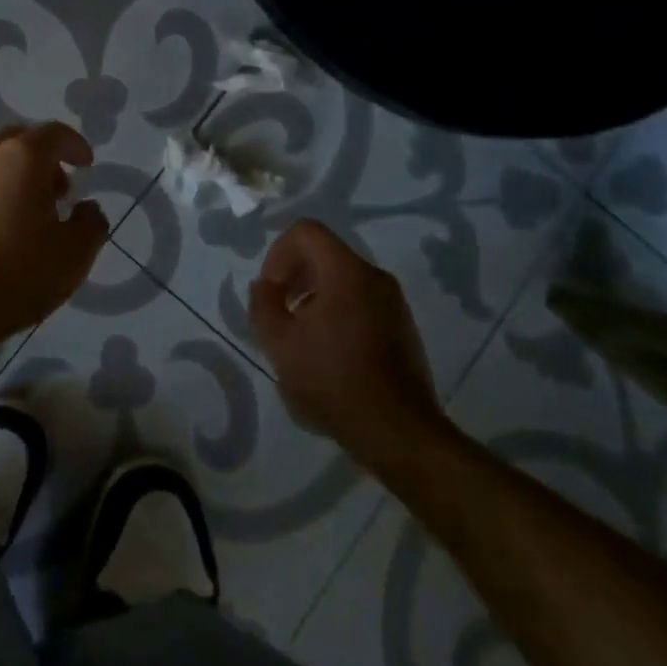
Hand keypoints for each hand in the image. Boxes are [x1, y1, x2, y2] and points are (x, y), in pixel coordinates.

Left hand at [0, 121, 109, 348]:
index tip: (86, 166)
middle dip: (42, 159)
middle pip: (17, 141)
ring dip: (12, 180)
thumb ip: (91, 223)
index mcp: (21, 158)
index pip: (54, 133)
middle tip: (57, 192)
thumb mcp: (74, 255)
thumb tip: (86, 208)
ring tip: (24, 220)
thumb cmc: (17, 274)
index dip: (74, 145)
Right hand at [248, 219, 457, 480]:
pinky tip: (327, 351)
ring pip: (343, 278)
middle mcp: (375, 277)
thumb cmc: (333, 381)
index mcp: (346, 272)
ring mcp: (393, 302)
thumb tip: (265, 287)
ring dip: (313, 295)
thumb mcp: (279, 344)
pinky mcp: (403, 327)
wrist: (399, 433)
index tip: (271, 290)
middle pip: (324, 253)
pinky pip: (361, 300)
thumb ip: (263, 305)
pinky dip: (336, 310)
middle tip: (279, 311)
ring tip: (300, 335)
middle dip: (294, 275)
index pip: (306, 231)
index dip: (278, 253)